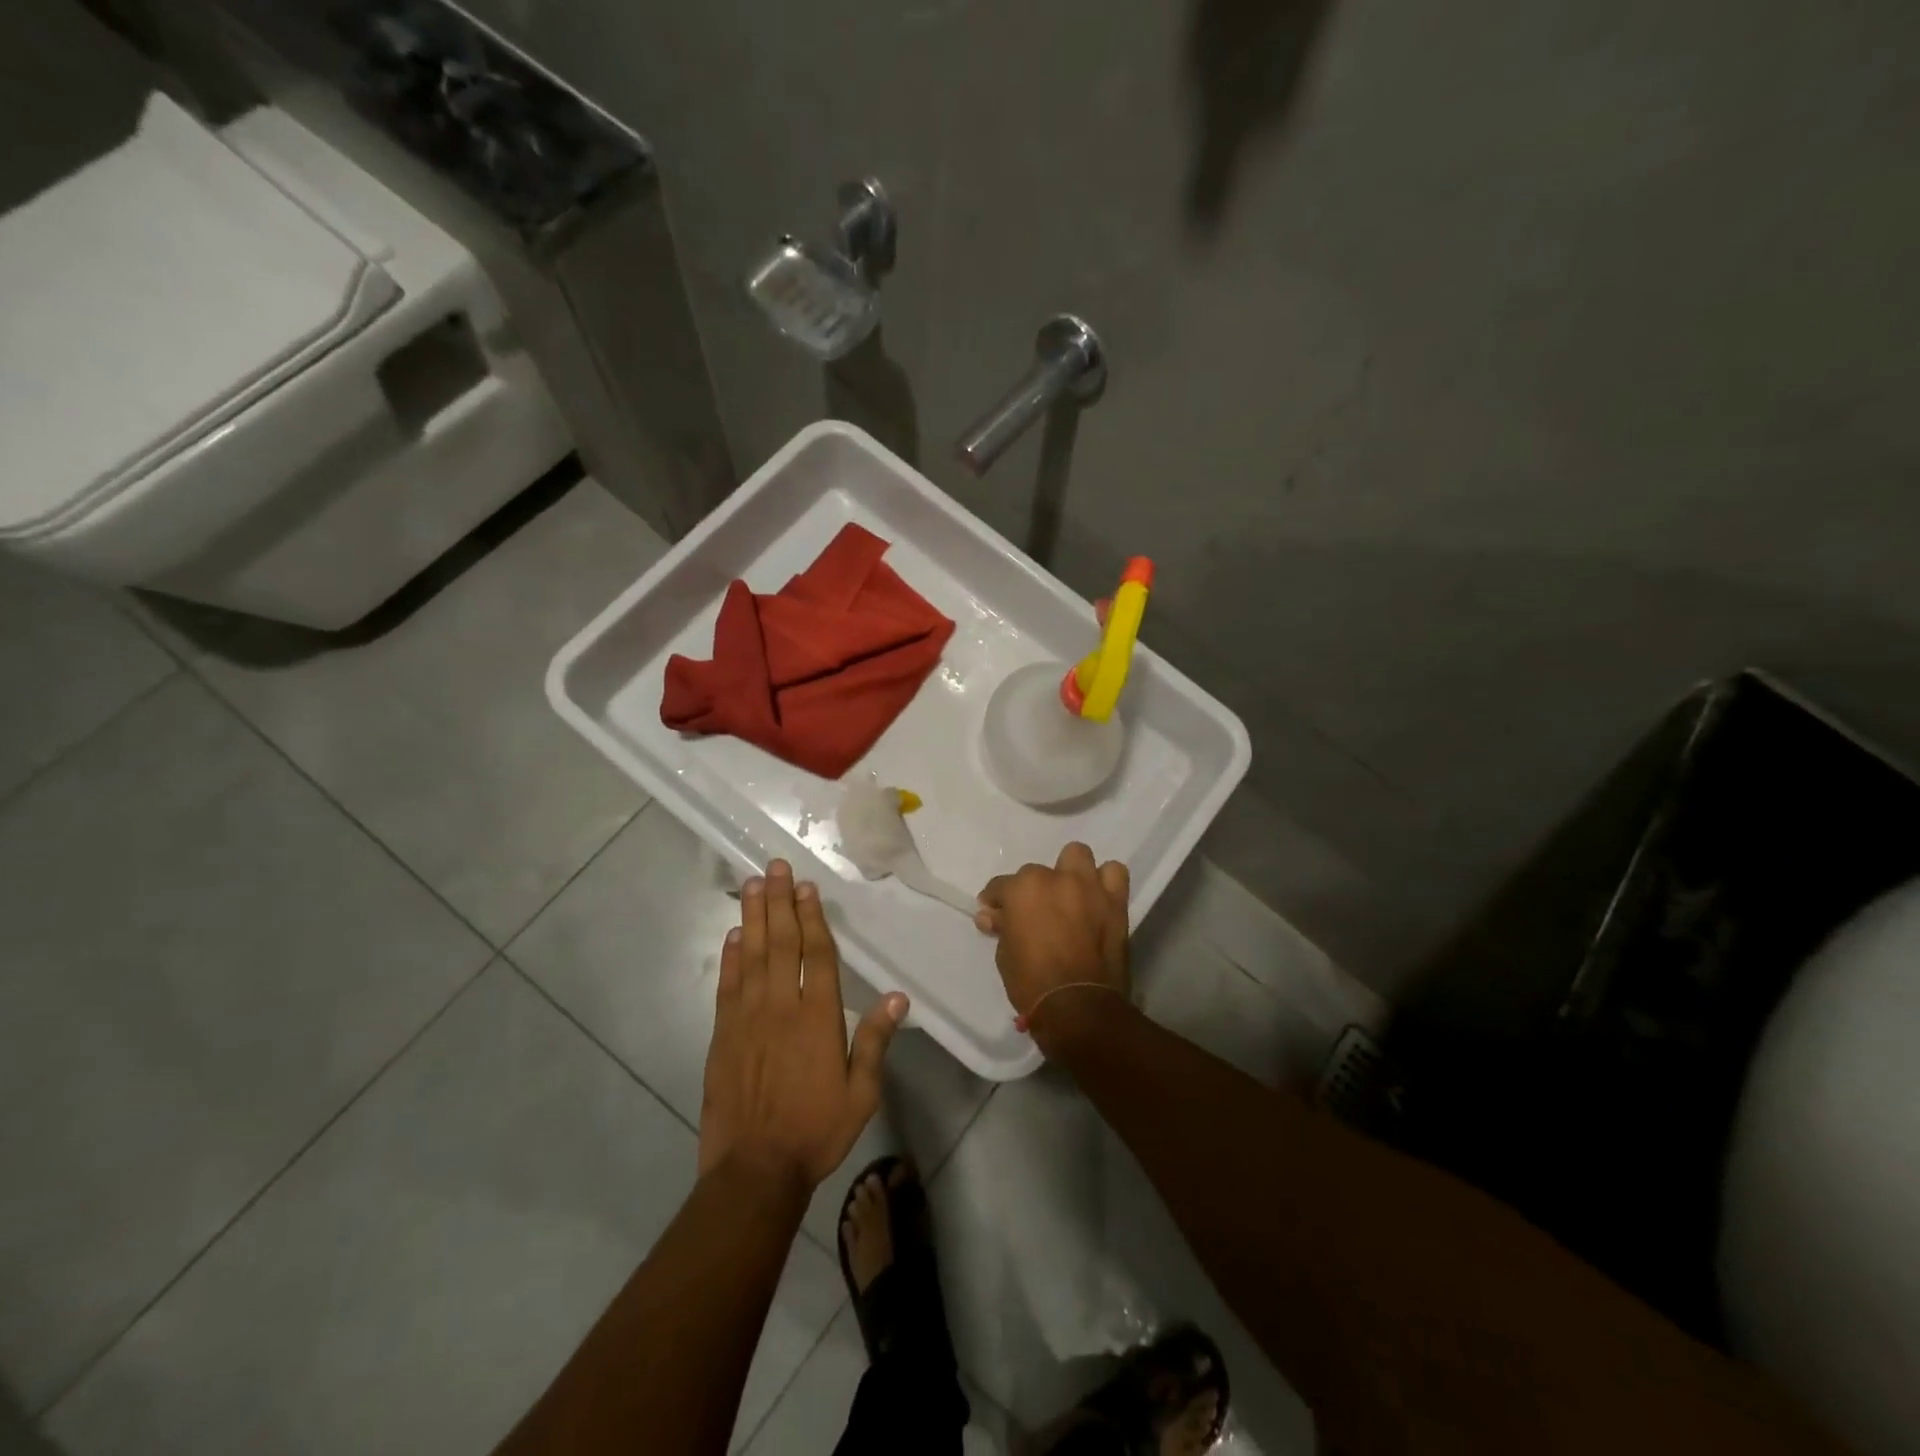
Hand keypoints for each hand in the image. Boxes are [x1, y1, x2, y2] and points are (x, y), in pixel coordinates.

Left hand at [699, 860, 906, 1192]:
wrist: (754, 1171)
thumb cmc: (815, 1131)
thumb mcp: (861, 1094)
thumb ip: (876, 1042)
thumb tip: (898, 998)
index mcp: (818, 1018)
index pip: (817, 954)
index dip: (812, 917)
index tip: (806, 887)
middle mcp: (781, 1007)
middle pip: (781, 943)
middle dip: (779, 901)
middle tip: (775, 867)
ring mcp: (747, 1018)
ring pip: (752, 955)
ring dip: (753, 917)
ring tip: (752, 884)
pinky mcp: (723, 1034)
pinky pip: (728, 985)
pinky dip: (730, 957)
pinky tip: (733, 935)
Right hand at [976, 843, 1130, 1050]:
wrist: (1078, 1006)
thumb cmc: (1032, 982)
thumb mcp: (1005, 955)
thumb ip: (1002, 926)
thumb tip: (991, 914)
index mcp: (1024, 888)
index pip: (1001, 886)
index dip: (996, 901)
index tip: (994, 915)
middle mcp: (1056, 878)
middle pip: (1038, 871)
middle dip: (1033, 889)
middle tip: (1035, 913)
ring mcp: (1089, 887)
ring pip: (1078, 856)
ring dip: (1070, 873)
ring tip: (1069, 896)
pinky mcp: (1115, 902)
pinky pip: (1114, 874)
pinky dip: (1105, 882)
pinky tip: (1096, 899)